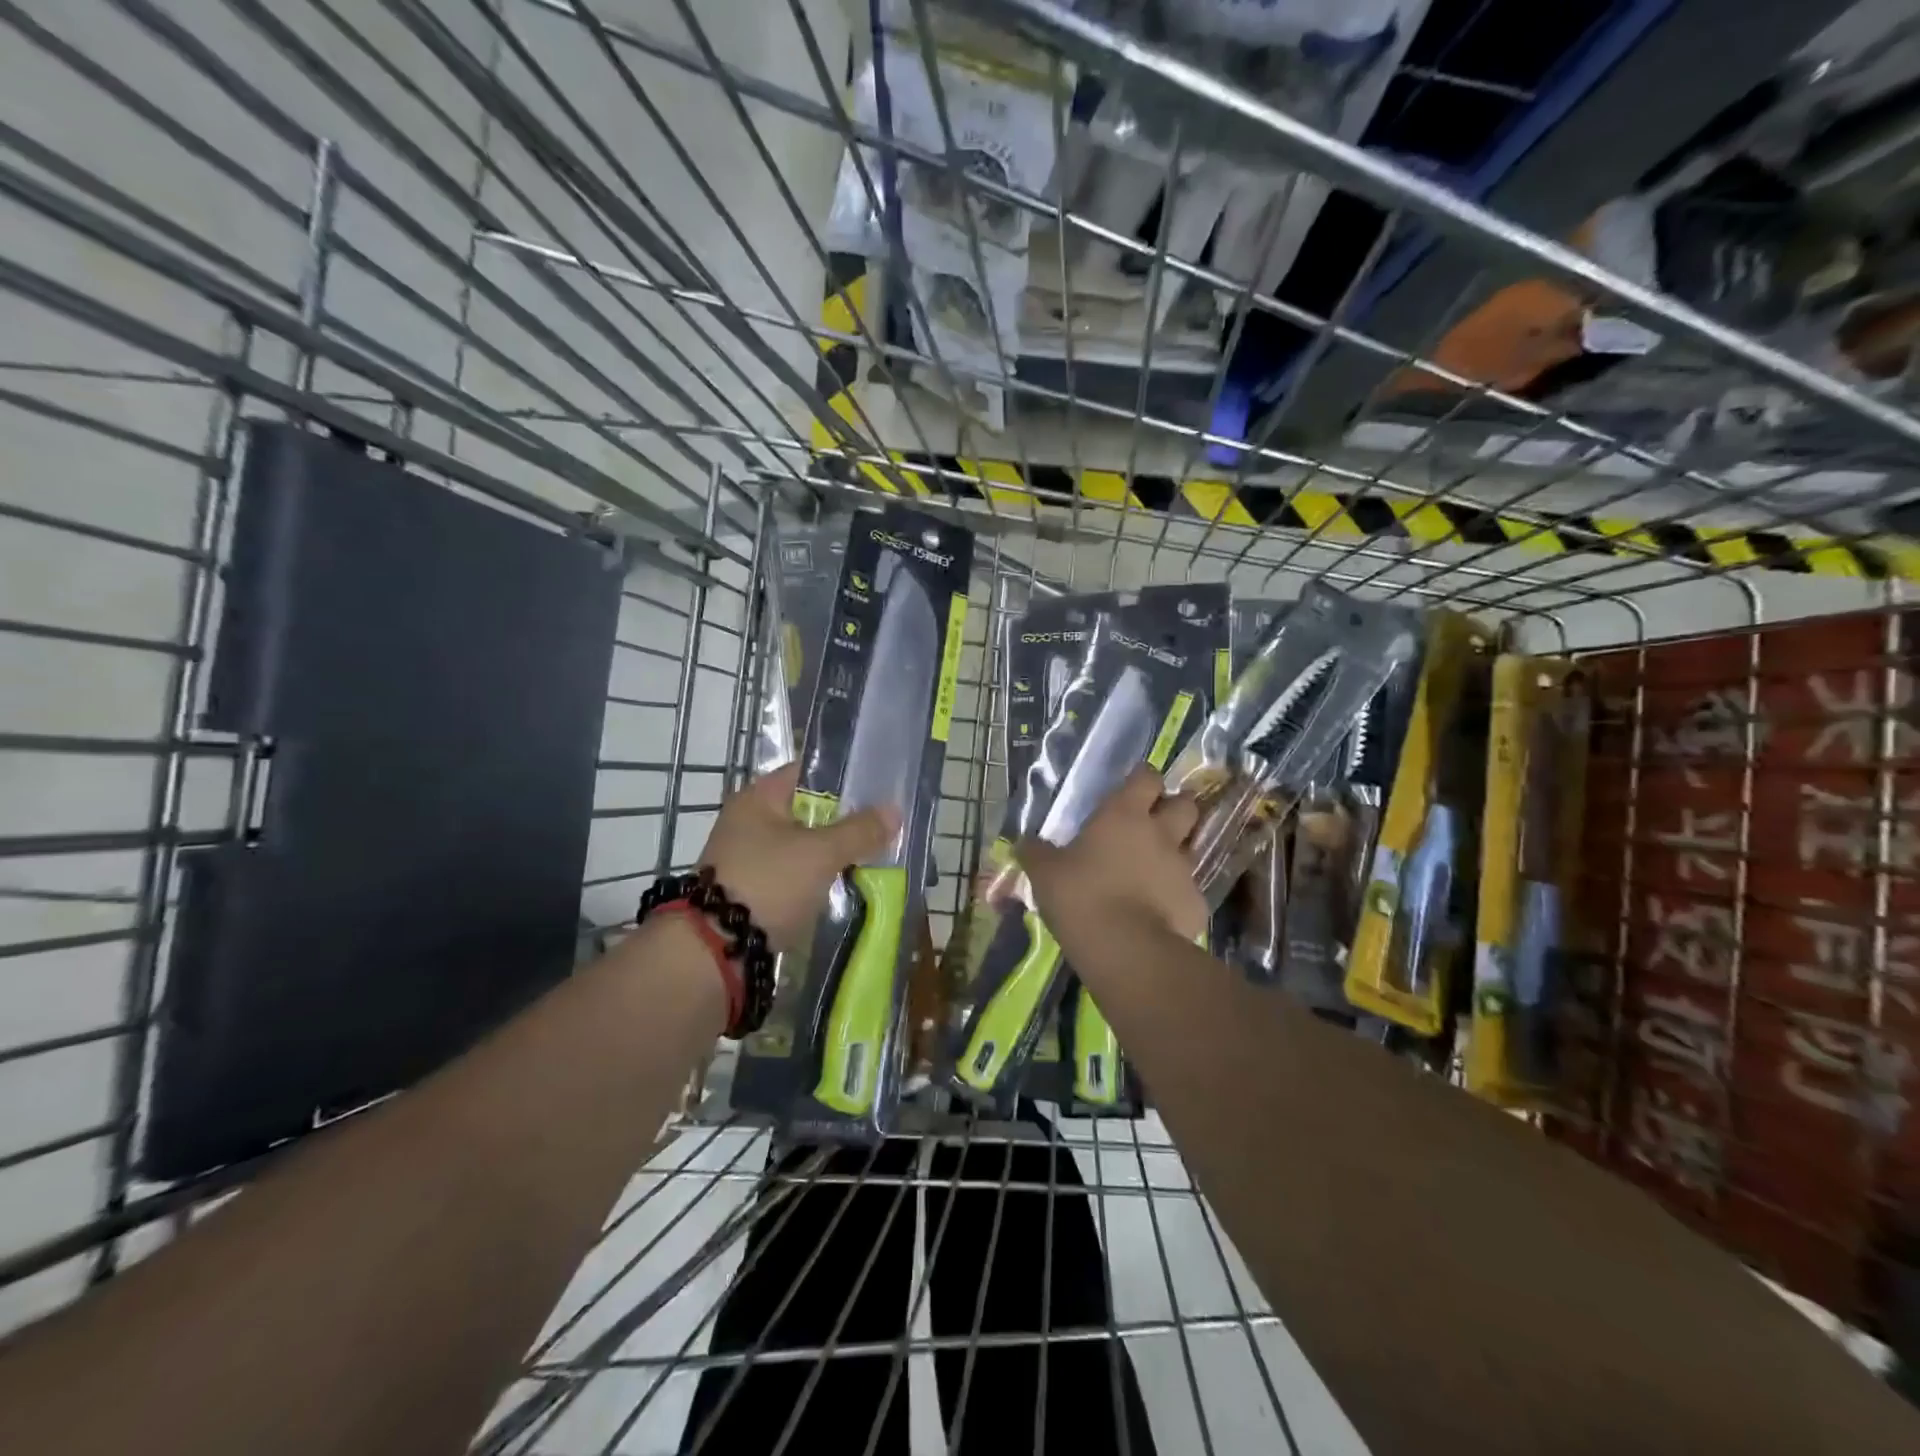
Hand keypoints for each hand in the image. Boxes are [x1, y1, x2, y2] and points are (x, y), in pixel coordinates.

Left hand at [698, 763, 896, 949]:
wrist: (715, 949)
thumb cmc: (768, 883)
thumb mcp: (820, 853)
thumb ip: (859, 831)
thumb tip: (894, 810)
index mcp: (758, 798)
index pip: (807, 771)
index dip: (843, 776)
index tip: (878, 787)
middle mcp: (748, 821)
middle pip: (807, 810)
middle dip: (844, 820)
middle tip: (882, 827)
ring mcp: (747, 857)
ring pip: (802, 845)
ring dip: (832, 853)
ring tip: (871, 857)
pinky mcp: (751, 890)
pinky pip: (794, 874)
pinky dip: (816, 878)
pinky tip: (843, 886)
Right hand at [1020, 766, 1206, 945]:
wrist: (1125, 949)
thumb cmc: (1080, 896)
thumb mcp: (1044, 873)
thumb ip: (1035, 852)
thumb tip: (1023, 842)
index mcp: (1124, 814)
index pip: (1146, 777)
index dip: (1142, 780)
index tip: (1132, 790)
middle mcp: (1161, 833)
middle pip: (1185, 803)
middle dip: (1175, 808)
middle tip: (1154, 822)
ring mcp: (1184, 868)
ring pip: (1192, 846)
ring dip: (1179, 850)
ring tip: (1158, 866)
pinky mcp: (1196, 903)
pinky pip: (1191, 890)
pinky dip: (1178, 894)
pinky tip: (1161, 910)